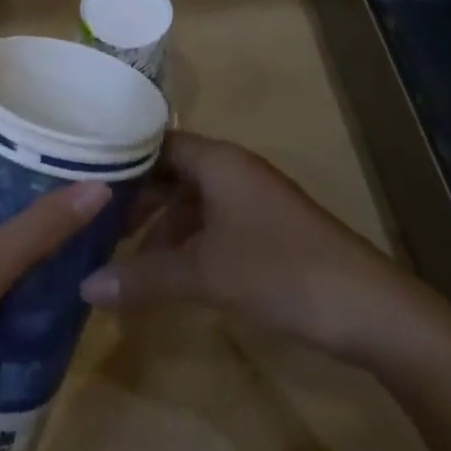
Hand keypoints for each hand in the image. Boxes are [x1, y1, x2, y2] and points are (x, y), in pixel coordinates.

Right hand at [79, 132, 410, 355]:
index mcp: (217, 160)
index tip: (81, 178)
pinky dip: (186, 243)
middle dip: (135, 200)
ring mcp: (250, 200)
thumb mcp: (206, 274)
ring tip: (122, 258)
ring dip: (159, 227)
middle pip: (171, 173)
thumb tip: (84, 286)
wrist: (368, 308)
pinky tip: (167, 274)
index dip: (120, 159)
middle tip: (94, 225)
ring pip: (190, 202)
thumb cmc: (280, 270)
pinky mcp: (264, 230)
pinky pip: (211, 224)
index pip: (155, 143)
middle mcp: (231, 169)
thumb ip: (144, 278)